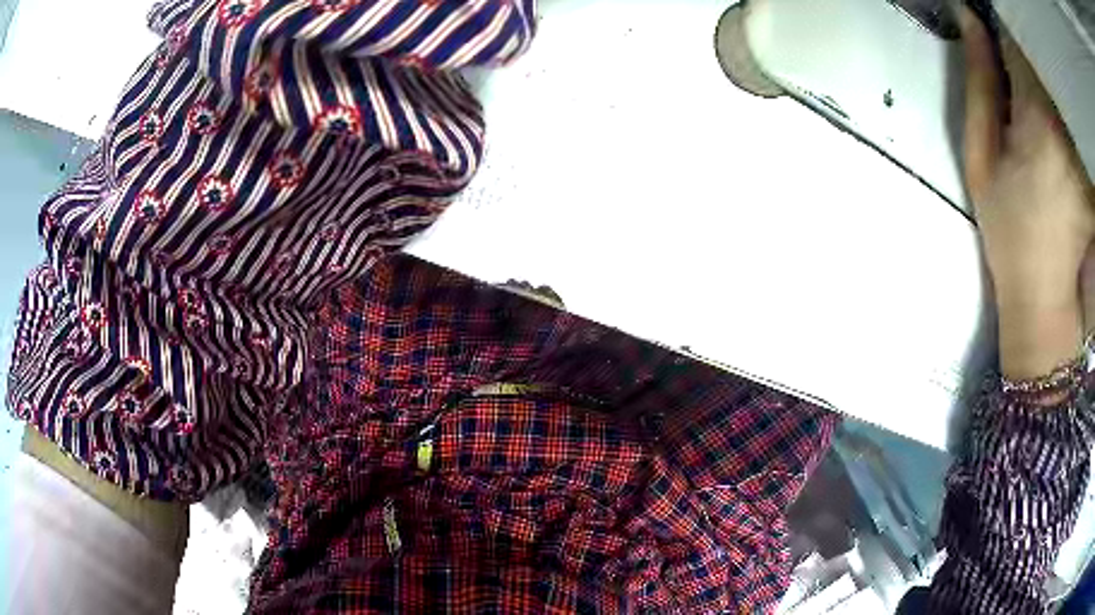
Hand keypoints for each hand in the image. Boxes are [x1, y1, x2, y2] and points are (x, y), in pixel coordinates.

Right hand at [960, 7, 1094, 378]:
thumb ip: (980, 79)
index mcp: (1037, 113)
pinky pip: (1070, 115)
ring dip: (1044, 74)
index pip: (1017, 39)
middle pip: (1041, 60)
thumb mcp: (980, 154)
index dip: (1001, 24)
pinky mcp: (1086, 166)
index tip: (989, 23)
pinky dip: (1060, 104)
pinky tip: (1055, 118)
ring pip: (1056, 85)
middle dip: (1025, 47)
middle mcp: (1065, 122)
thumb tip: (969, 16)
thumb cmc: (1008, 230)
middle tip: (1009, 55)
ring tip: (1031, 84)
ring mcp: (1079, 146)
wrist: (1044, 300)